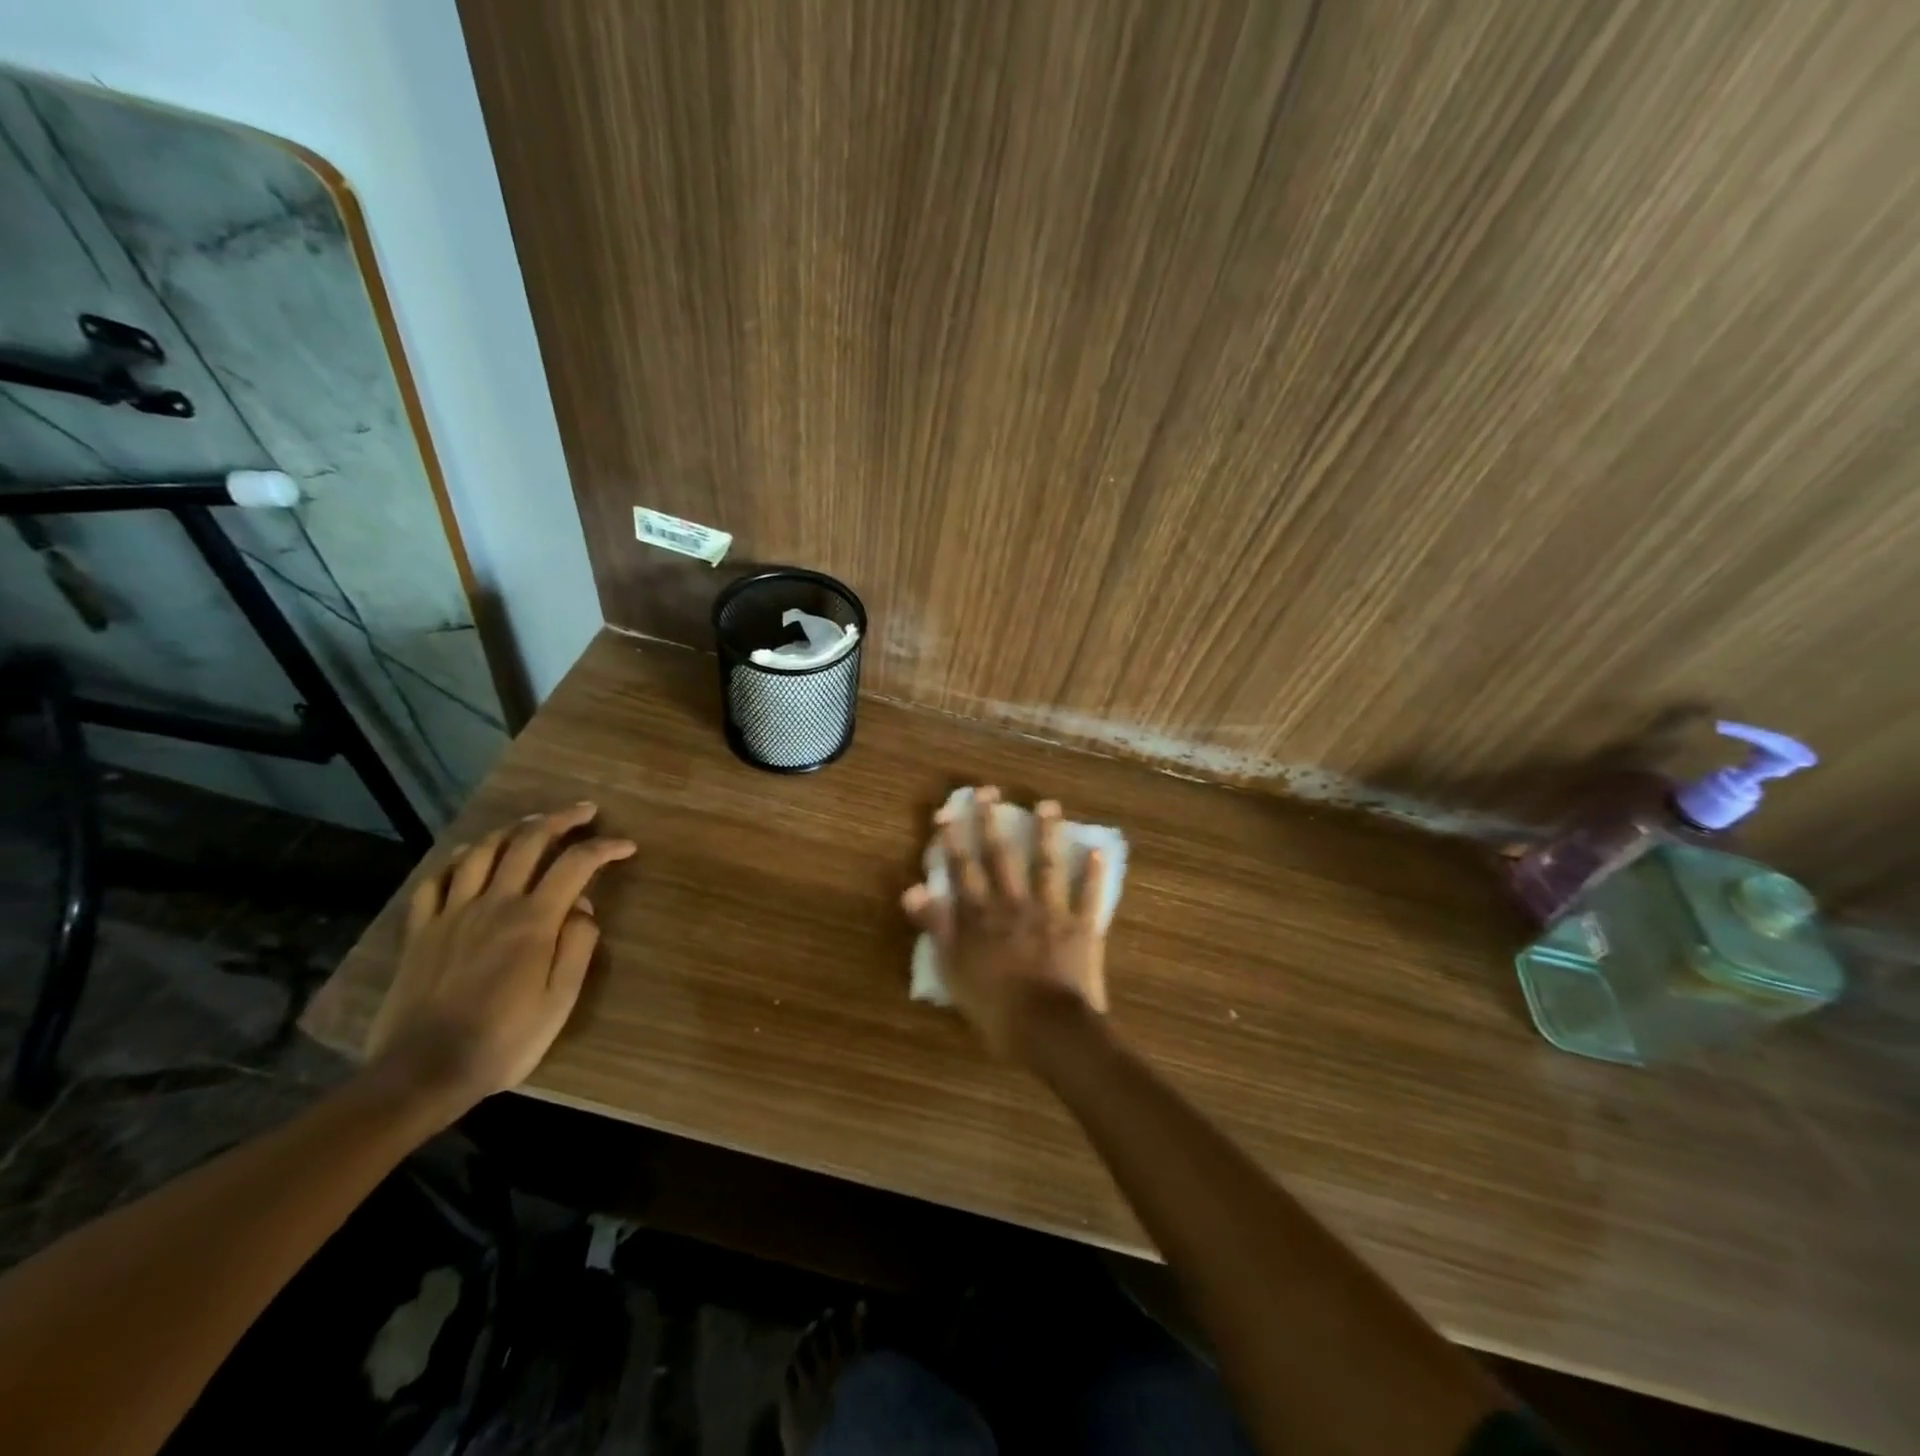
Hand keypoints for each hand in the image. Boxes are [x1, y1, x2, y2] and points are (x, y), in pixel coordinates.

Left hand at [364, 802, 635, 1118]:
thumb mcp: (559, 1000)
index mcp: (533, 921)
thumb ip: (577, 947)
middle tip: (584, 812)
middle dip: (561, 819)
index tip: (627, 846)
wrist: (422, 1073)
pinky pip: (436, 881)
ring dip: (512, 829)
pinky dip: (458, 860)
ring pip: (482, 851)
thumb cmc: (505, 1040)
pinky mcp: (421, 931)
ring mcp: (452, 914)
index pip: (576, 865)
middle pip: (528, 842)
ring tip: (533, 823)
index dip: (605, 848)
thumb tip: (585, 908)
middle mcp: (493, 904)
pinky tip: (471, 856)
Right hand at [901, 788, 1108, 1062]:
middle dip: (993, 821)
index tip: (948, 809)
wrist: (1049, 1029)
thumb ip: (936, 926)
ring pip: (1047, 865)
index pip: (963, 869)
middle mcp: (1014, 904)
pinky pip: (1089, 895)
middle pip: (1002, 856)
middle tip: (990, 790)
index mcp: (981, 916)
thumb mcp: (953, 970)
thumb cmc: (994, 1007)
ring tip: (1048, 805)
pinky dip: (1094, 873)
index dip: (953, 838)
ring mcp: (1050, 912)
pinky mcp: (1081, 926)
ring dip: (1047, 833)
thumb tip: (912, 888)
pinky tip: (1098, 848)